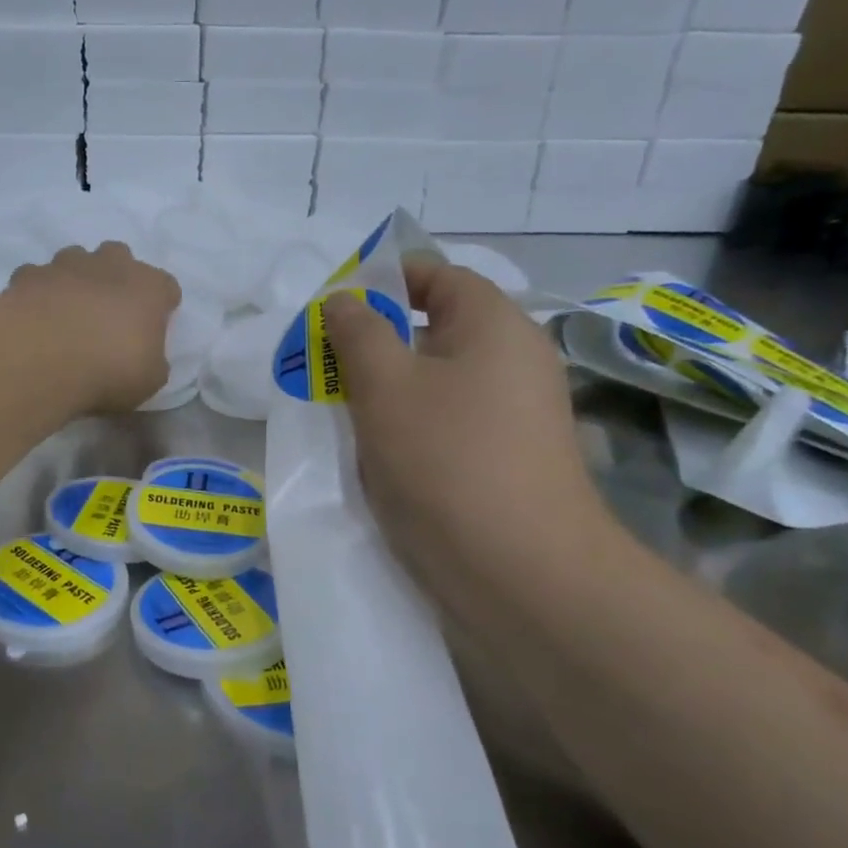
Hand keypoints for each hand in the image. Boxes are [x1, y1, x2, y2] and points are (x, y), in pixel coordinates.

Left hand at [5, 242, 180, 412]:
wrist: (41, 359)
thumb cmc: (109, 370)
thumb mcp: (149, 380)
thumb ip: (152, 360)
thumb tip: (145, 356)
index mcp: (149, 287)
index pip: (166, 286)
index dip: (160, 306)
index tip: (152, 327)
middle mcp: (110, 265)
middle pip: (119, 257)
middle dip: (115, 277)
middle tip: (108, 312)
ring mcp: (66, 265)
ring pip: (75, 259)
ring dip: (76, 279)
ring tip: (67, 312)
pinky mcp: (28, 275)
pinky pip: (37, 277)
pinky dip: (38, 292)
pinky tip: (34, 316)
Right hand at [324, 256, 615, 613]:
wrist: (521, 572)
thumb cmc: (446, 460)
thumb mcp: (385, 386)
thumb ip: (358, 333)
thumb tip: (344, 299)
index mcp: (495, 325)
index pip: (437, 276)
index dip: (382, 281)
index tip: (333, 309)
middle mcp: (516, 359)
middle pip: (436, 329)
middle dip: (376, 341)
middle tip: (326, 365)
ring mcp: (518, 413)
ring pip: (439, 380)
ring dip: (389, 388)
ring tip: (341, 411)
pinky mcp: (509, 457)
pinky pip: (450, 420)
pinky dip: (411, 424)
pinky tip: (378, 453)